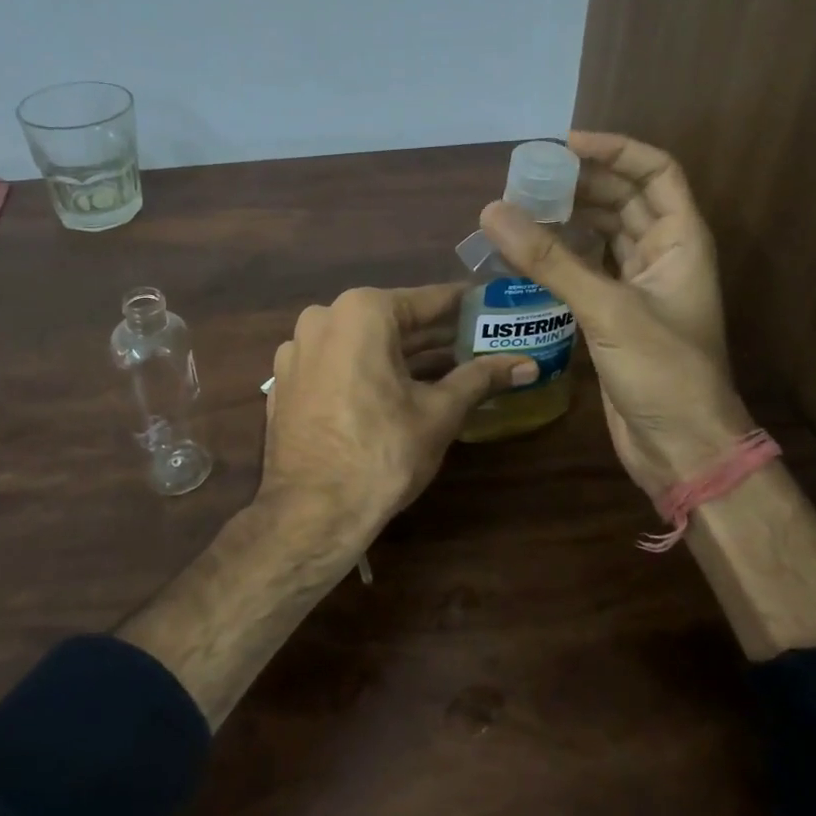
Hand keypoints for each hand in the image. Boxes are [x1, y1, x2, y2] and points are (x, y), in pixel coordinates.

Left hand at [260, 285, 535, 557]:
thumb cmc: (382, 453)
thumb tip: (528, 365)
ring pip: (364, 343)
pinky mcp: (288, 381)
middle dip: (437, 335)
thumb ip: (482, 378)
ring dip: (404, 354)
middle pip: (394, 320)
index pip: (429, 300)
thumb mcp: (440, 412)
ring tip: (449, 367)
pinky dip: (368, 371)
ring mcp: (298, 350)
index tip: (495, 307)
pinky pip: (338, 364)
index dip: (467, 306)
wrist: (311, 514)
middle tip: (481, 342)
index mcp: (361, 312)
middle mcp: (323, 318)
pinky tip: (398, 390)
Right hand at [479, 132, 750, 500]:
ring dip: (569, 218)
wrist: (681, 447)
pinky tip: (526, 254)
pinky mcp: (616, 316)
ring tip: (521, 208)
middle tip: (528, 179)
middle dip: (582, 183)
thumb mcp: (607, 309)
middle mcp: (663, 256)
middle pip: (625, 199)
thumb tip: (493, 212)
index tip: (564, 144)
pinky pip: (587, 269)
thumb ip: (550, 260)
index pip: (656, 173)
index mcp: (681, 241)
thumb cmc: (662, 372)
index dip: (616, 150)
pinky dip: (560, 257)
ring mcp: (639, 287)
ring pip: (604, 234)